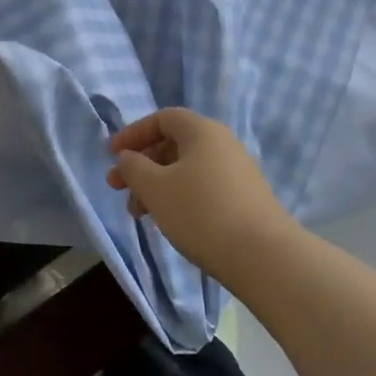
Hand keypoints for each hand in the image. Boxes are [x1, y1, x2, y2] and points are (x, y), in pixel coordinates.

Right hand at [106, 108, 295, 282]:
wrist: (263, 257)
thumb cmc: (201, 213)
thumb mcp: (155, 188)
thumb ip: (133, 167)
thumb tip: (128, 158)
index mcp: (202, 131)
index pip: (162, 118)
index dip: (133, 133)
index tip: (111, 155)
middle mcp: (222, 144)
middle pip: (173, 144)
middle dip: (141, 165)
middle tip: (118, 189)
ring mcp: (237, 172)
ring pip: (186, 170)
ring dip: (157, 186)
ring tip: (138, 215)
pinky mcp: (245, 199)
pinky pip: (202, 187)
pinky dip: (178, 198)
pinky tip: (168, 222)